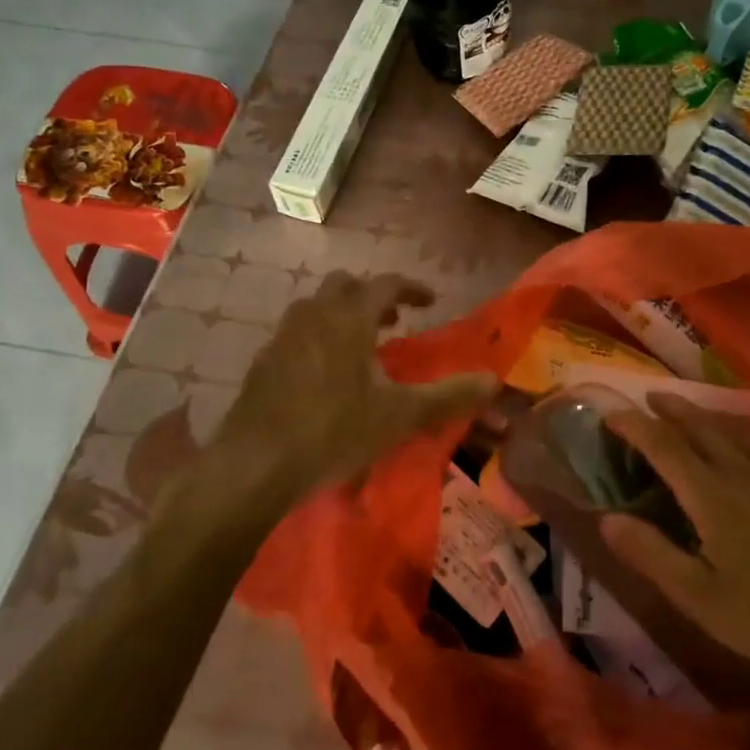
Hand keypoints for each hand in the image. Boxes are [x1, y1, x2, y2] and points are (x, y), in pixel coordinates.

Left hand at [210, 272, 495, 512]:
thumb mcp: (400, 416)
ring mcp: (282, 337)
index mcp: (349, 318)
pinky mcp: (263, 362)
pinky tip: (325, 375)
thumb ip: (449, 396)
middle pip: (345, 285)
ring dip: (342, 314)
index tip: (430, 300)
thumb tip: (494, 381)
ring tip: (361, 347)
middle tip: (393, 321)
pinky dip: (318, 337)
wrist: (255, 465)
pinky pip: (296, 333)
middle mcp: (314, 315)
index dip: (411, 288)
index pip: (385, 283)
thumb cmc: (334, 432)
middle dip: (373, 296)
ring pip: (316, 306)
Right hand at [601, 394, 749, 690]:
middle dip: (670, 408)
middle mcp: (743, 471)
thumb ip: (651, 554)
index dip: (635, 426)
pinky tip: (742, 433)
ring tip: (685, 409)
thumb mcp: (698, 598)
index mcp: (713, 496)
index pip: (665, 446)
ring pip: (733, 427)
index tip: (611, 414)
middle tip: (648, 398)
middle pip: (700, 426)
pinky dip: (740, 425)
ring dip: (703, 413)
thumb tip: (607, 518)